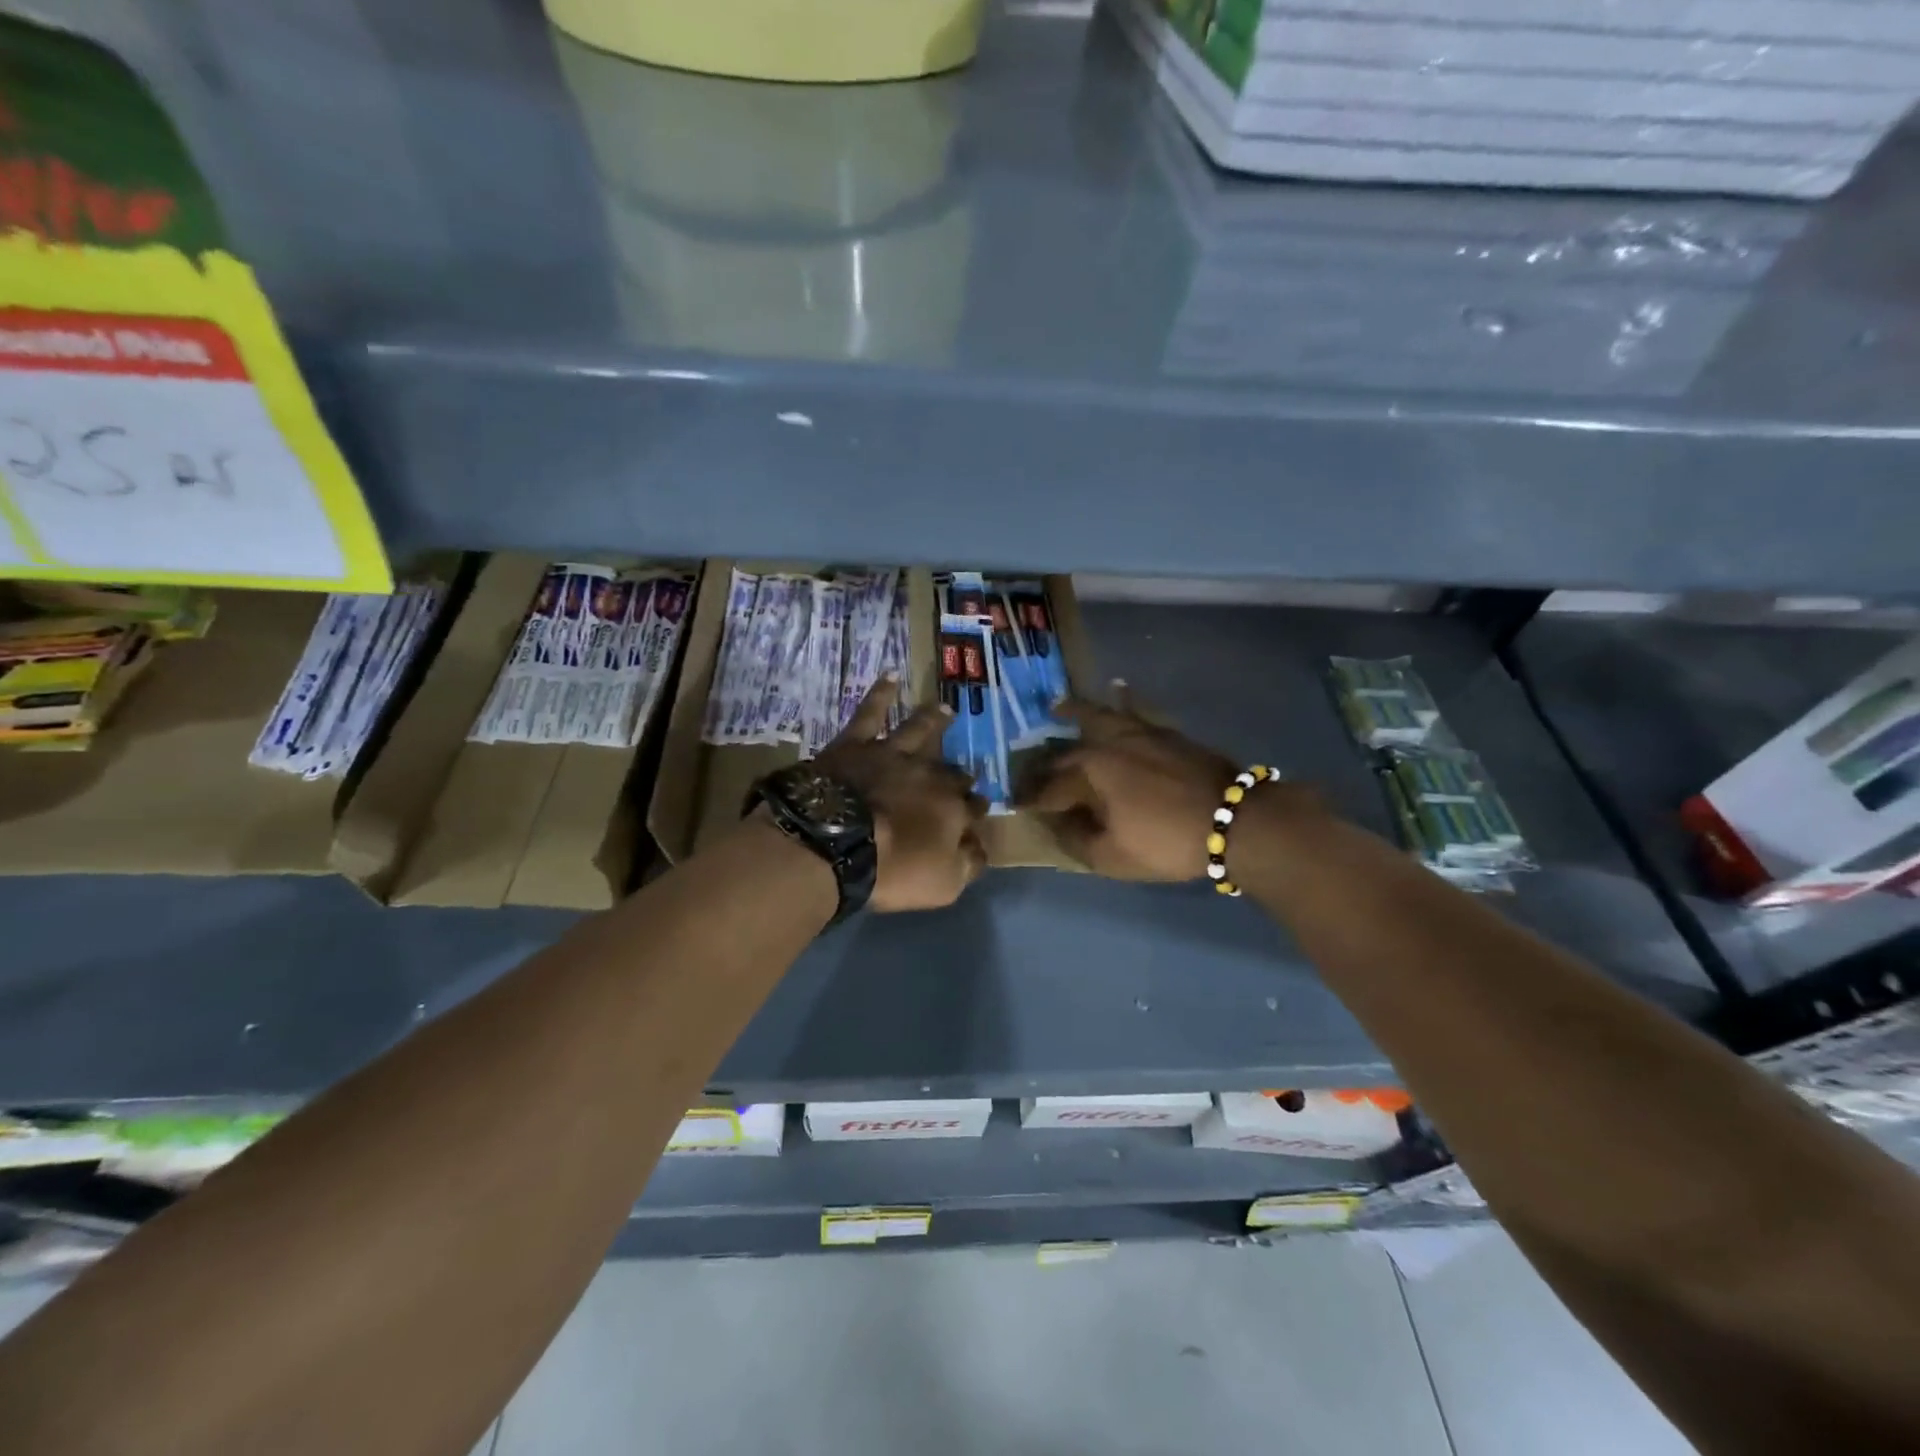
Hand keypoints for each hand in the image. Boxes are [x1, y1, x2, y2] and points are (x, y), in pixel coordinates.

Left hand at [814, 677, 987, 911]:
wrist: (834, 842)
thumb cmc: (892, 870)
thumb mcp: (943, 883)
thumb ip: (967, 863)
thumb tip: (981, 847)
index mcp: (951, 809)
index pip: (973, 809)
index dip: (976, 811)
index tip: (978, 813)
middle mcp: (929, 775)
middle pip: (950, 772)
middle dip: (961, 773)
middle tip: (967, 773)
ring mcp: (892, 755)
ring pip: (919, 731)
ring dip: (934, 721)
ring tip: (945, 709)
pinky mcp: (855, 744)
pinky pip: (870, 712)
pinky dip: (881, 693)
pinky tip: (889, 675)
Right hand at [1019, 684, 1309, 881]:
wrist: (1234, 820)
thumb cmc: (1167, 841)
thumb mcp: (1112, 856)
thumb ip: (1076, 838)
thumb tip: (1056, 821)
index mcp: (1090, 772)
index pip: (1048, 785)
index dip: (1030, 798)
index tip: (1015, 804)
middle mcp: (1108, 743)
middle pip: (1067, 749)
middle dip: (1045, 761)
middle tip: (1030, 767)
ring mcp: (1139, 733)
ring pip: (1100, 716)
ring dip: (1076, 712)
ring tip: (1059, 706)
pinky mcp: (1166, 733)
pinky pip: (1135, 711)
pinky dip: (1122, 701)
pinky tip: (1120, 690)